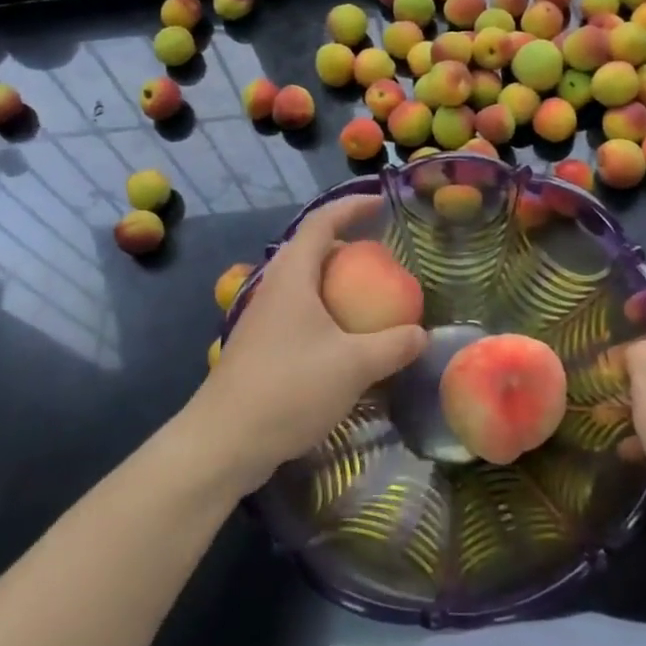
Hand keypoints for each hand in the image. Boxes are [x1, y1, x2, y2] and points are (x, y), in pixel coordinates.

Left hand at [188, 198, 426, 493]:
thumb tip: (422, 334)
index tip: (381, 203)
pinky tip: (341, 341)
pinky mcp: (259, 346)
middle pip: (310, 249)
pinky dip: (324, 311)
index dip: (351, 206)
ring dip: (334, 281)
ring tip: (365, 297)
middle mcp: (273, 288)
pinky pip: (297, 311)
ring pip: (302, 283)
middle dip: (345, 245)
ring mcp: (262, 318)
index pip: (322, 222)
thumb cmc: (289, 389)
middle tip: (379, 258)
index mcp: (293, 277)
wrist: (223, 442)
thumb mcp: (354, 366)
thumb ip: (394, 346)